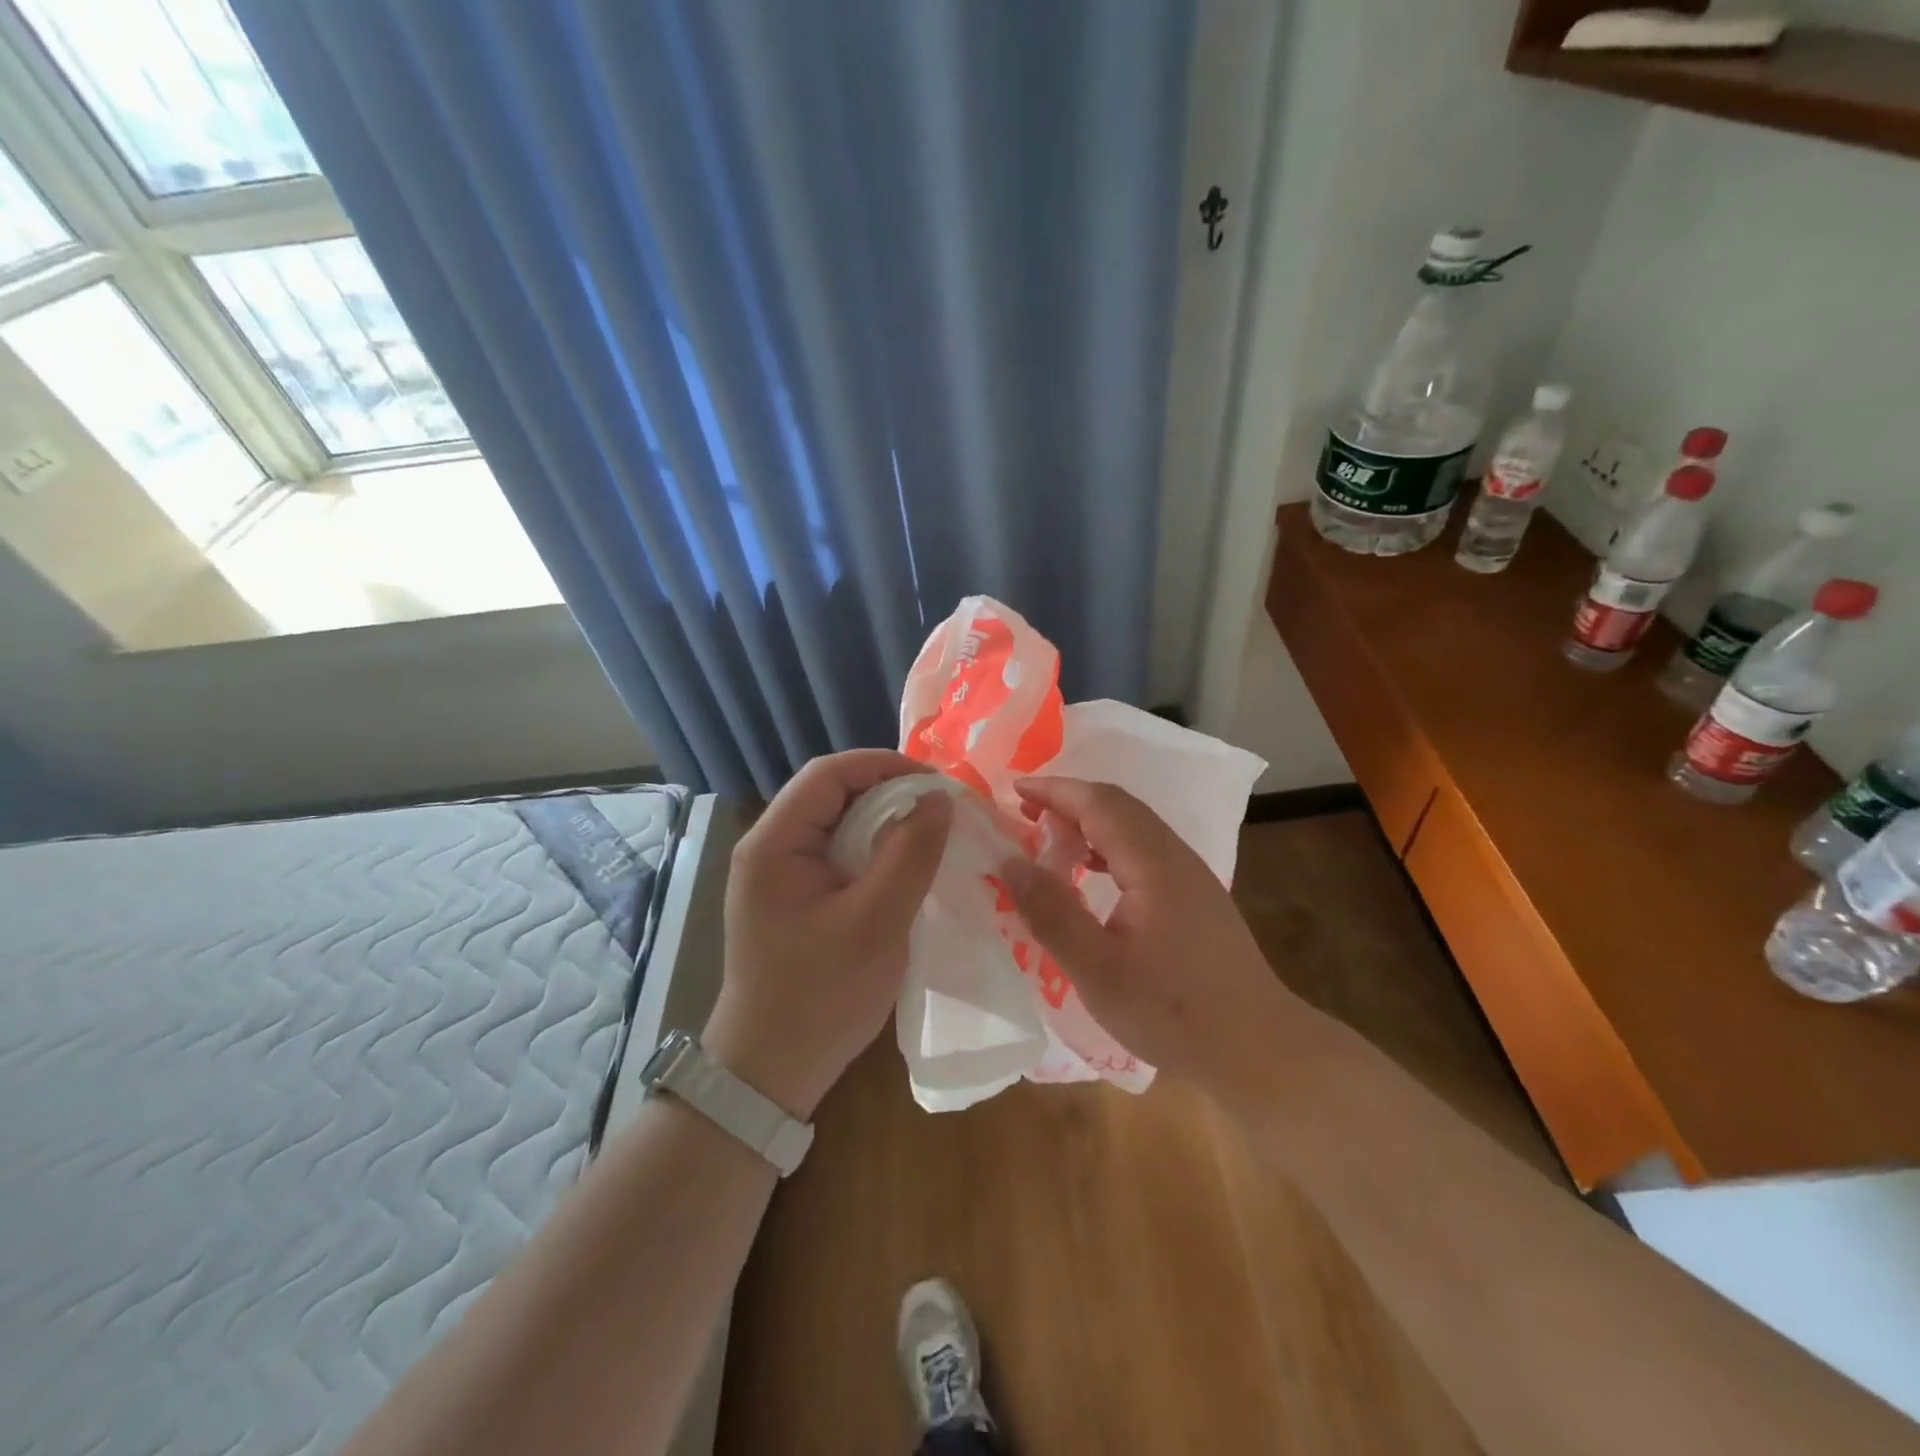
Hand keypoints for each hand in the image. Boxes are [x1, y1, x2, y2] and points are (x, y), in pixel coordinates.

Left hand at [705, 750, 951, 1118]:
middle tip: (939, 809)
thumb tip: (938, 799)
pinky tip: (902, 866)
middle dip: (888, 792)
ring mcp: (777, 873)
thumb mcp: (877, 921)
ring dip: (883, 821)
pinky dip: (872, 849)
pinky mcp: (792, 896)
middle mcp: (768, 847)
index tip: (936, 784)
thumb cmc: (821, 995)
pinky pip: (836, 852)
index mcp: (774, 843)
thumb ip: (909, 854)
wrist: (770, 1069)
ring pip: (837, 822)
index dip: (884, 766)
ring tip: (929, 833)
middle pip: (831, 793)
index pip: (828, 773)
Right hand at [1000, 777, 1308, 1109]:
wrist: (1260, 1049)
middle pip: (1118, 806)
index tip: (1013, 790)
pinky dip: (1108, 846)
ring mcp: (1191, 875)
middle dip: (1068, 800)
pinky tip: (1091, 874)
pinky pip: (1145, 850)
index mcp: (1154, 864)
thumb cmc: (1174, 1012)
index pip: (1098, 803)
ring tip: (1049, 840)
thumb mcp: (1098, 971)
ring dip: (1089, 821)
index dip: (1054, 790)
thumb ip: (1052, 913)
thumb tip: (1011, 863)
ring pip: (1134, 826)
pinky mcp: (1196, 897)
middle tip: (1024, 812)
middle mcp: (1176, 856)